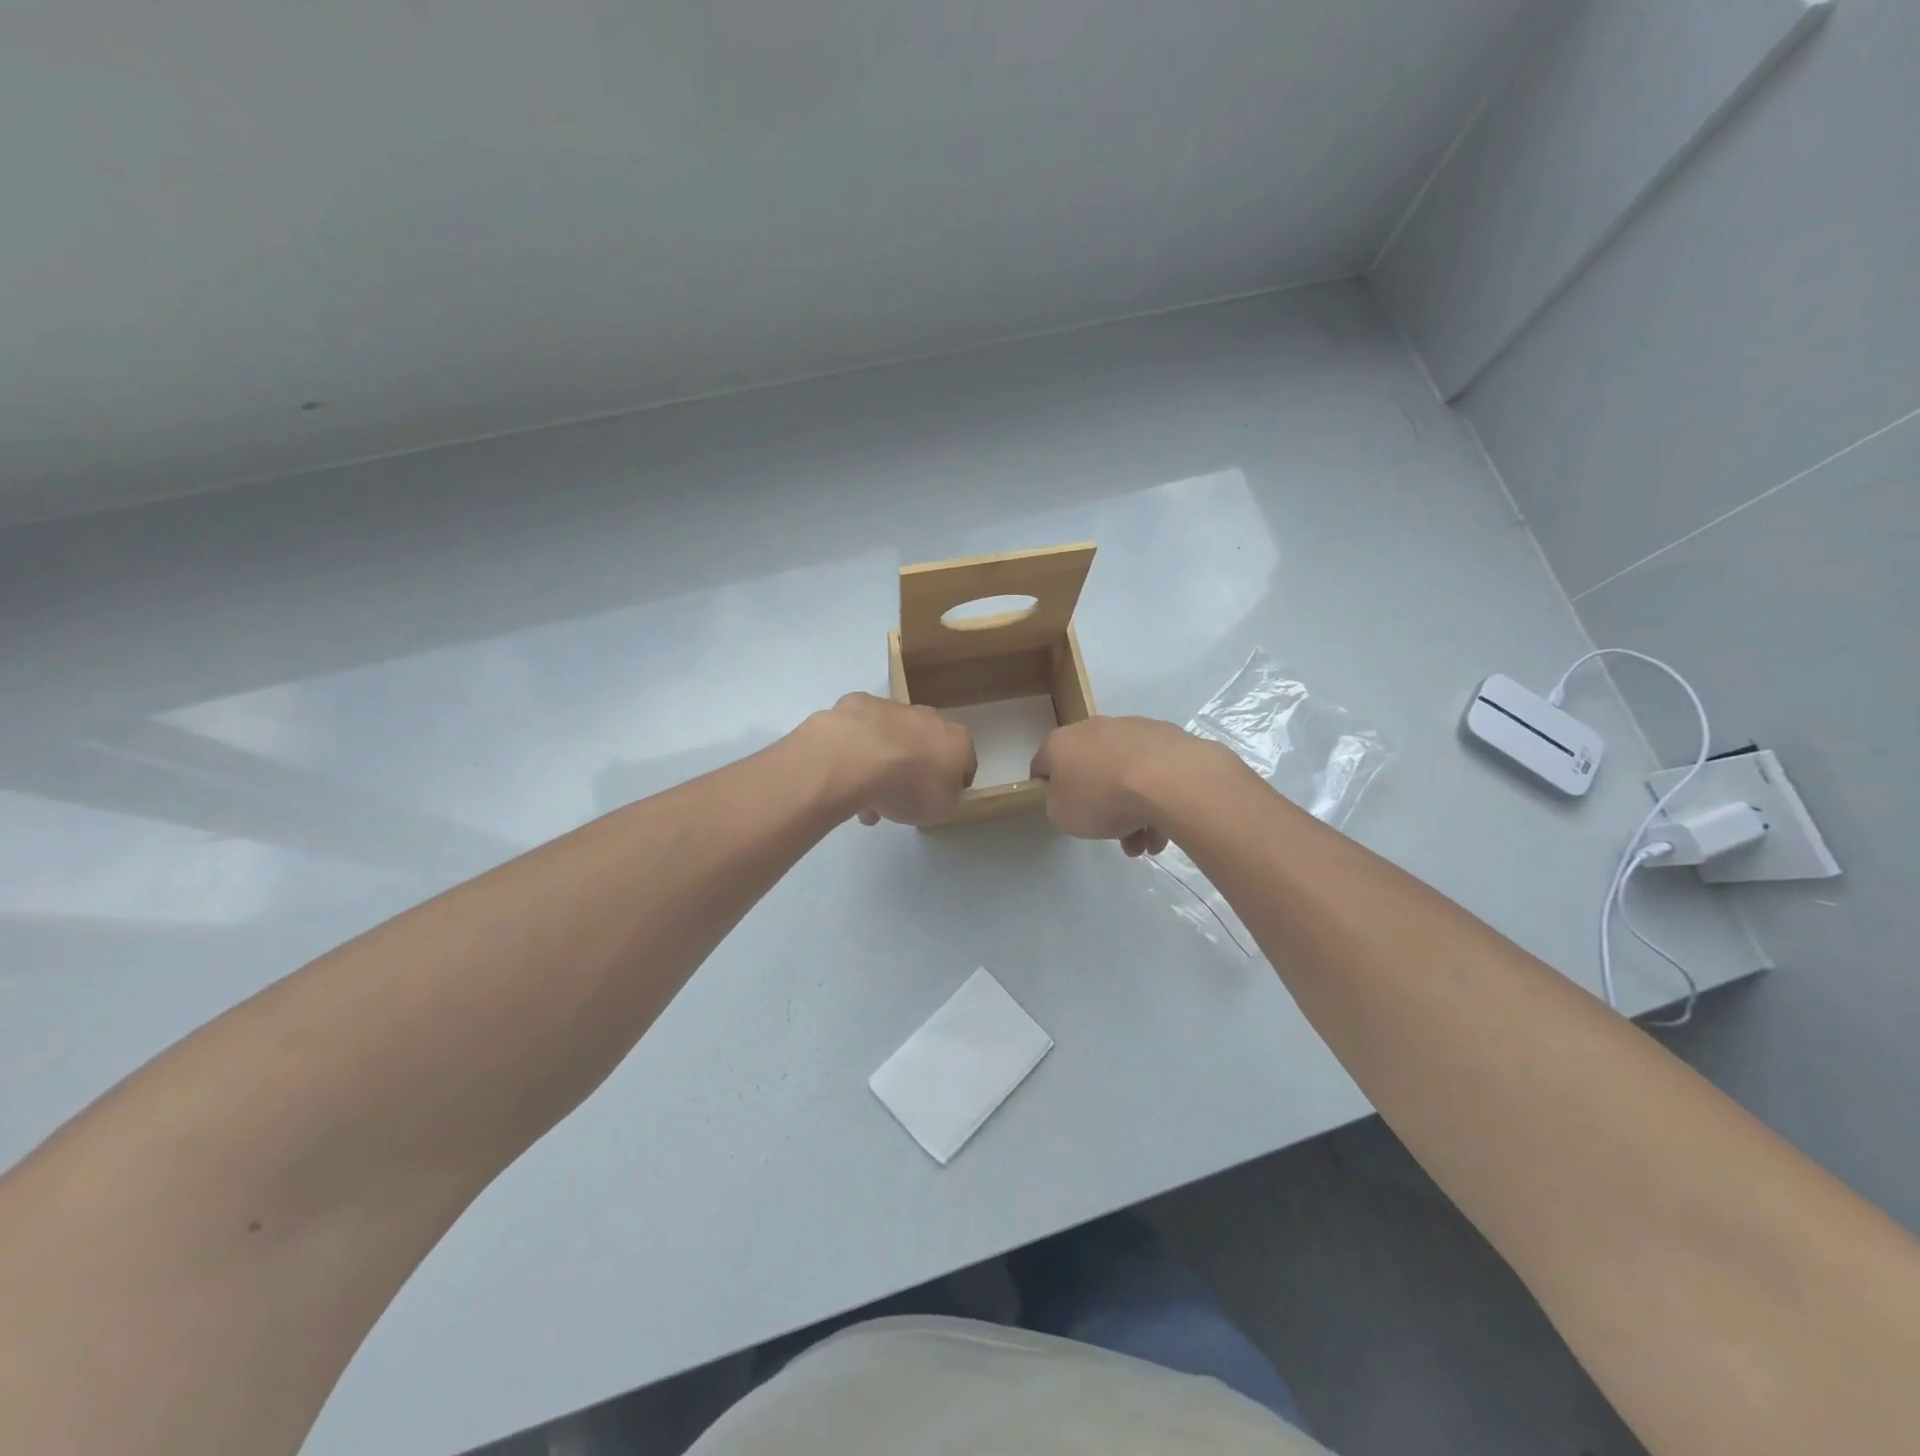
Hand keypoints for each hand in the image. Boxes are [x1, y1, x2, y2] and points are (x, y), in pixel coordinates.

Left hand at [804, 693, 975, 826]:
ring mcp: (893, 707)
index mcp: (957, 740)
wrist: (857, 757)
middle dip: (914, 769)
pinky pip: (861, 730)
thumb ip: (946, 797)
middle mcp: (930, 717)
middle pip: (926, 745)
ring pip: (892, 737)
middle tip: (897, 798)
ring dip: (882, 762)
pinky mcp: (858, 704)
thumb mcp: (940, 807)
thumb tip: (940, 790)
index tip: (936, 800)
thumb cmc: (909, 786)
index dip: (952, 783)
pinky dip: (856, 747)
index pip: (965, 762)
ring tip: (861, 795)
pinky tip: (845, 770)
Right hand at [1031, 715, 1217, 855]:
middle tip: (1111, 833)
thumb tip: (1069, 798)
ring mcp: (1133, 730)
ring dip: (1133, 809)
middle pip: (1091, 770)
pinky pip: (1153, 772)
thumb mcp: (1063, 816)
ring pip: (1125, 774)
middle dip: (1100, 804)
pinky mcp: (1167, 737)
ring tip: (1148, 843)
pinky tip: (1165, 829)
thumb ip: (1059, 805)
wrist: (1167, 779)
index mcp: (1061, 743)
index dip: (1048, 788)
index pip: (1044, 763)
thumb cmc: (1103, 798)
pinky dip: (1156, 798)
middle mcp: (1093, 728)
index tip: (1061, 810)